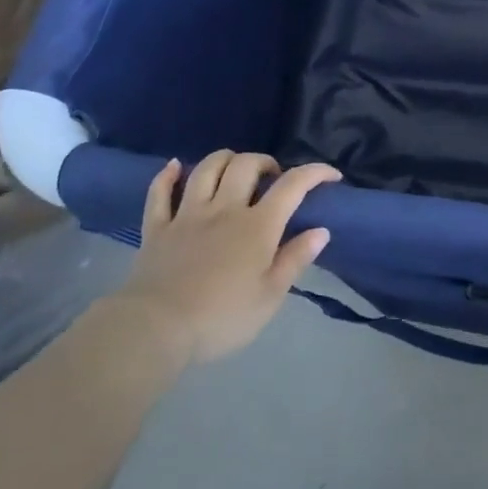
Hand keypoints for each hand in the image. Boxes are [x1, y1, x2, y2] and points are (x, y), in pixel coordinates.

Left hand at [112, 150, 339, 366]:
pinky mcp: (157, 228)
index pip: (292, 186)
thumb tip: (321, 230)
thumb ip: (295, 259)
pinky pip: (160, 192)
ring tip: (235, 169)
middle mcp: (224, 209)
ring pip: (206, 169)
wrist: (156, 329)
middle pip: (245, 166)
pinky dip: (167, 175)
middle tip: (273, 178)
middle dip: (265, 162)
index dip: (314, 173)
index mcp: (257, 226)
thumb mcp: (270, 297)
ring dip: (224, 160)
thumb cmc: (222, 317)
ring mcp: (187, 215)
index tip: (331, 175)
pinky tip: (175, 166)